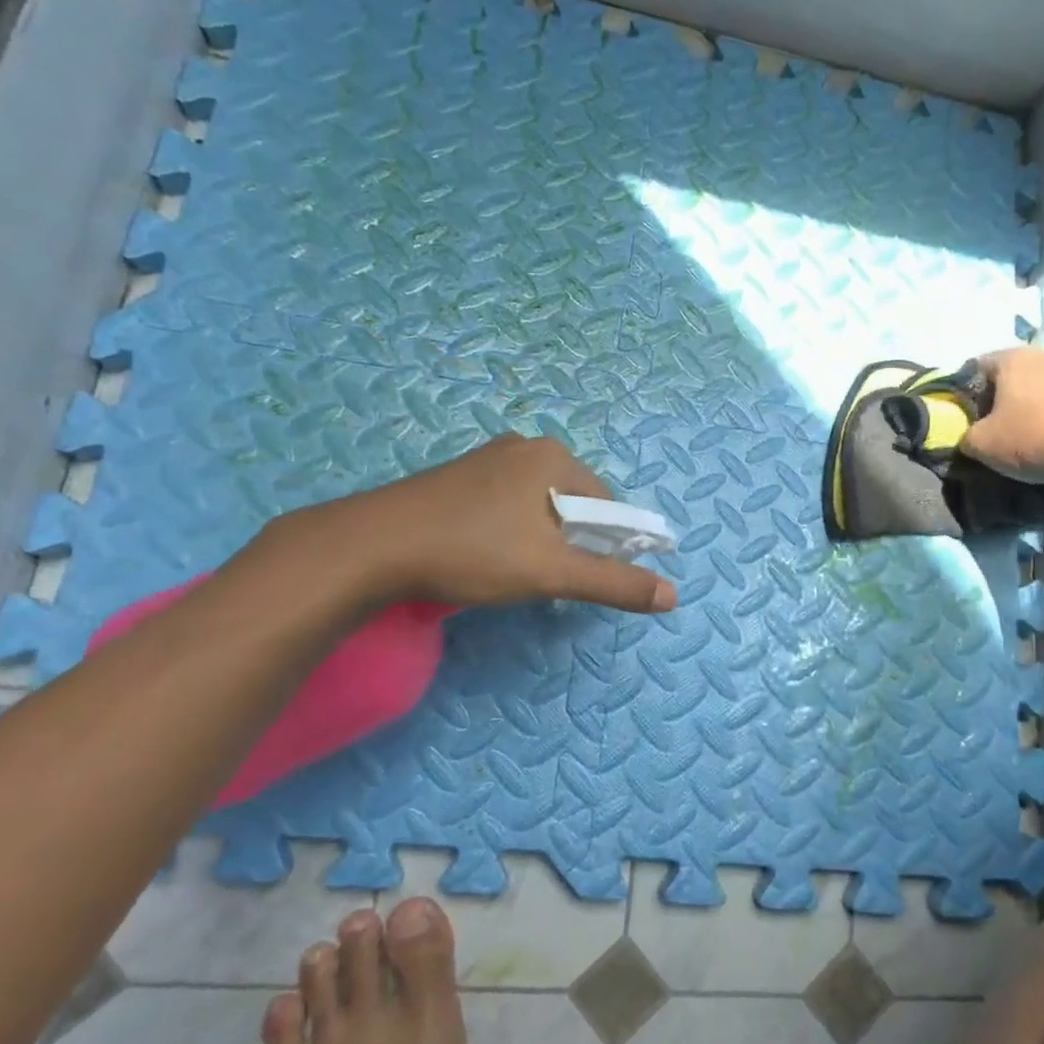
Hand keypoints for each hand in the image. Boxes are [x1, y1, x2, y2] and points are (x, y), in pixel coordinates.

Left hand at [265, 435, 676, 614]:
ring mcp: (486, 459)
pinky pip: (505, 504)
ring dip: (539, 539)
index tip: (582, 578)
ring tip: (511, 571)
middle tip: (544, 577)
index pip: (606, 505)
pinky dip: (509, 531)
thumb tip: (672, 596)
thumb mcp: (552, 572)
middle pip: (572, 503)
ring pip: (537, 506)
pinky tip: (485, 555)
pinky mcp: (457, 477)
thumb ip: (614, 583)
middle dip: (569, 543)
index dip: (606, 546)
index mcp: (553, 457)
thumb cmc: (473, 552)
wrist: (372, 546)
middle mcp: (523, 446)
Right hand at [961, 348, 1043, 482]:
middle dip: (997, 401)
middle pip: (1007, 376)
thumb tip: (969, 437)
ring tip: (1023, 437)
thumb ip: (965, 437)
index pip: (974, 368)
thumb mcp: (982, 445)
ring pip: (1036, 387)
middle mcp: (1042, 353)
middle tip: (991, 430)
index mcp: (1010, 358)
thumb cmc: (1033, 437)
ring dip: (1026, 408)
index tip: (965, 419)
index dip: (964, 394)